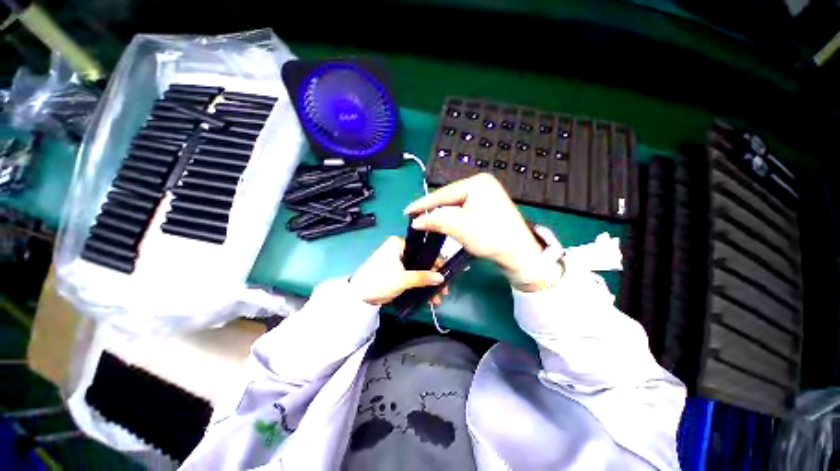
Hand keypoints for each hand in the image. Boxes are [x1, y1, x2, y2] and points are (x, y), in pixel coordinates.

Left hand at [350, 236, 444, 304]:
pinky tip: (428, 297)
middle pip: (422, 261)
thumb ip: (423, 277)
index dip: (436, 262)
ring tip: (436, 299)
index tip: (445, 275)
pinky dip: (419, 285)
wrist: (358, 295)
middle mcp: (399, 250)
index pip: (423, 249)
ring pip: (418, 270)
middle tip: (443, 291)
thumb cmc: (380, 280)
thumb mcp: (402, 279)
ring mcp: (397, 261)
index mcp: (399, 244)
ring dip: (427, 284)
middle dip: (433, 277)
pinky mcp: (396, 272)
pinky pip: (412, 276)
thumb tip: (441, 278)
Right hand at [404, 174, 560, 290]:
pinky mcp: (488, 208)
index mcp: (478, 183)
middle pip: (450, 198)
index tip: (407, 211)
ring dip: (443, 215)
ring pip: (456, 206)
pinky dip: (453, 219)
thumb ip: (436, 220)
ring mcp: (486, 196)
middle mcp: (482, 185)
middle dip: (434, 210)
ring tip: (427, 221)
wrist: (519, 254)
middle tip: (416, 218)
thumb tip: (416, 221)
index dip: (424, 204)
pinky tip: (445, 223)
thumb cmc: (491, 236)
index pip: (444, 193)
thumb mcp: (460, 227)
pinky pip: (464, 211)